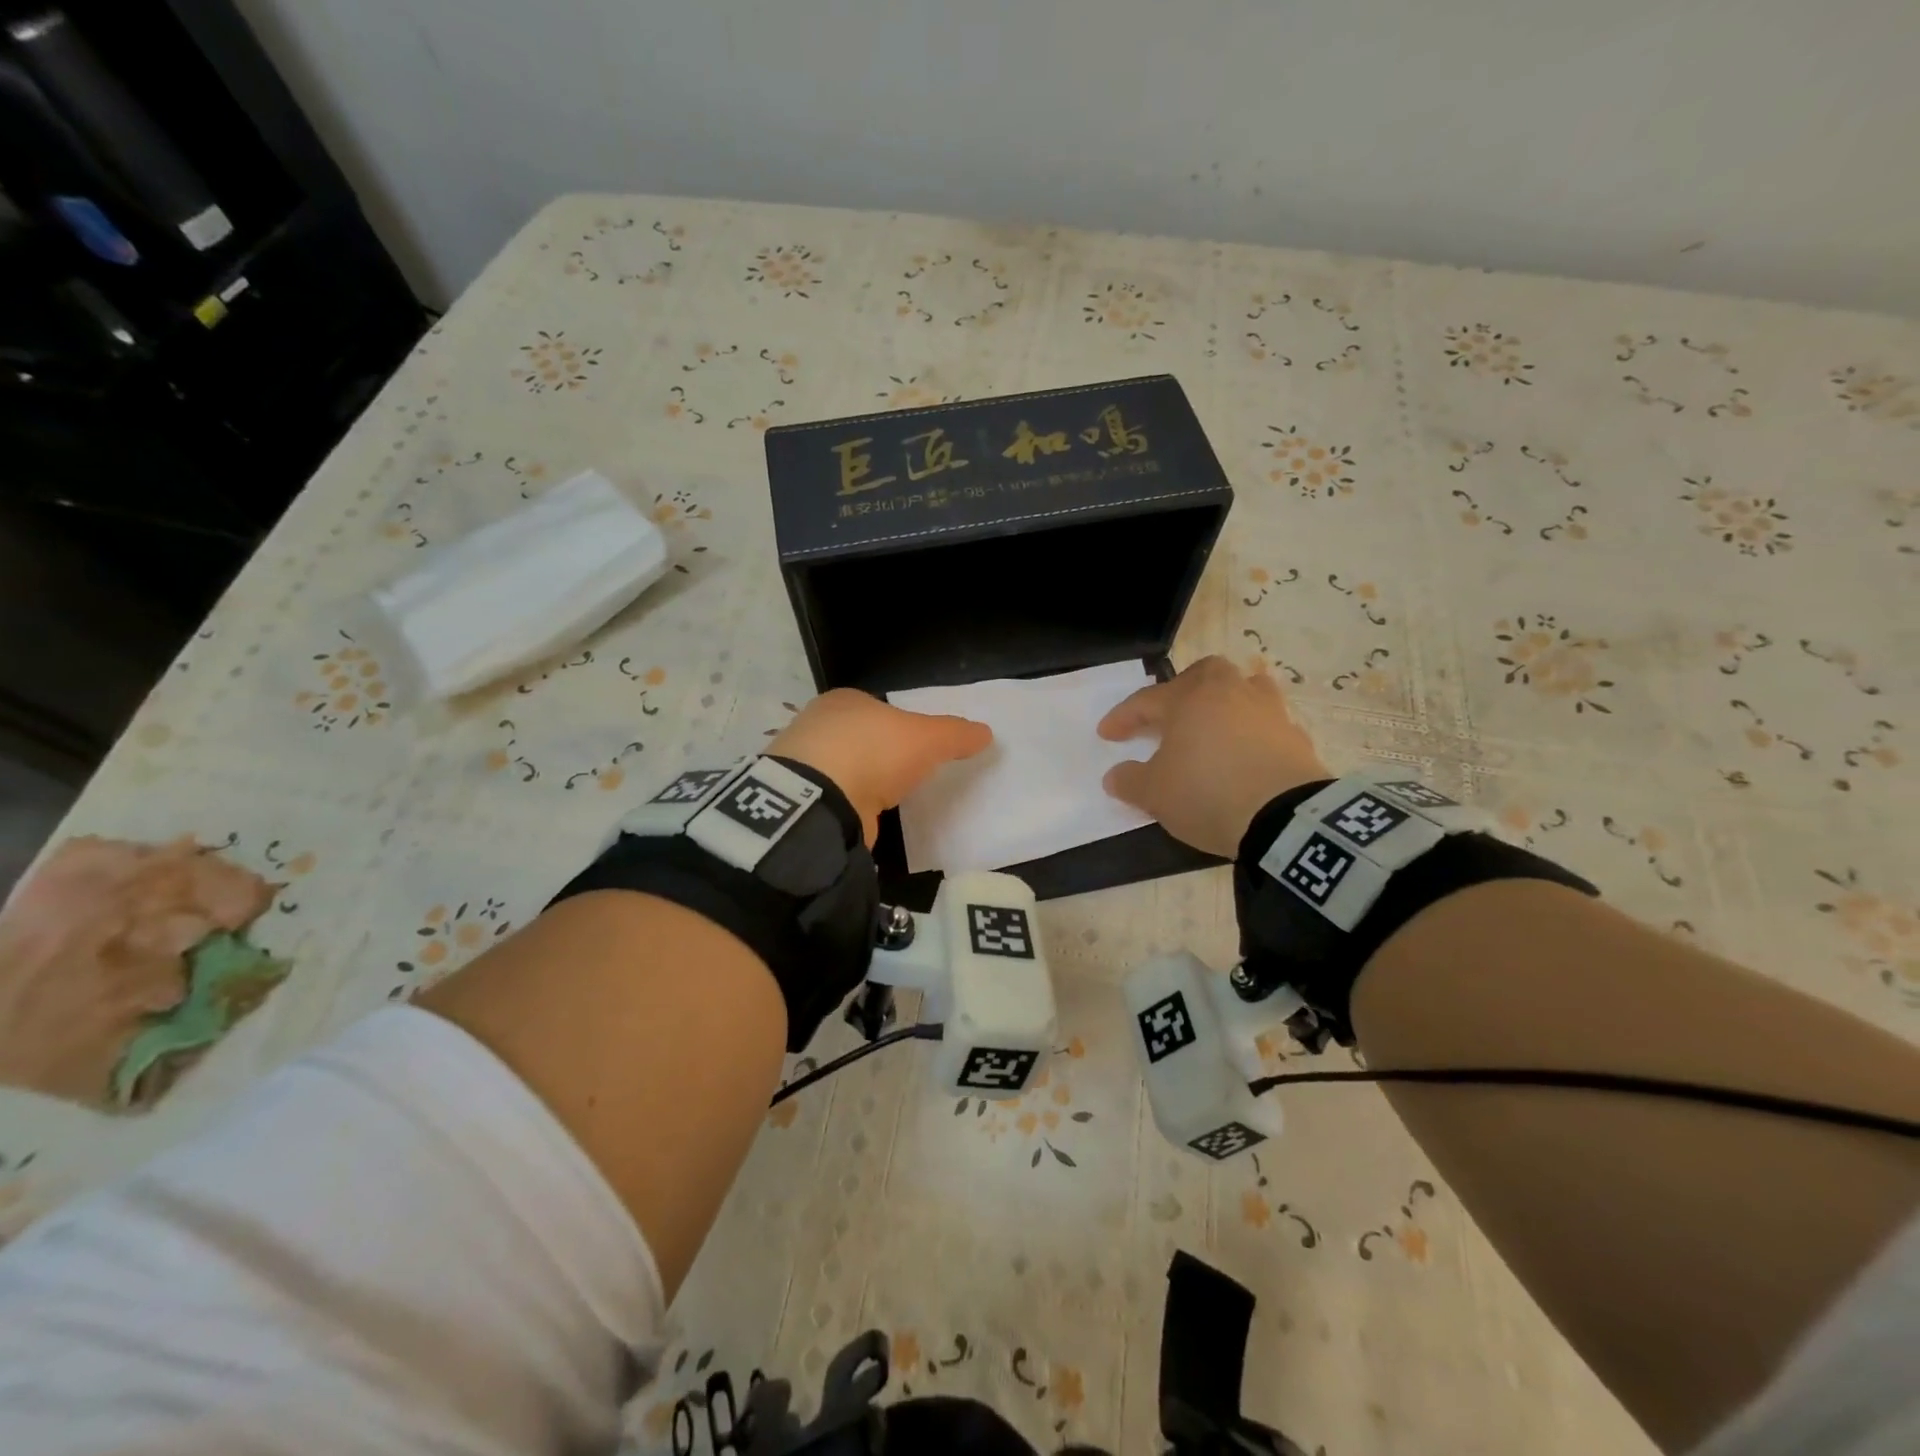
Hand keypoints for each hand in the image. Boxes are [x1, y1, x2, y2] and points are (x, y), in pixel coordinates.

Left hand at [769, 689, 992, 844]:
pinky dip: (849, 805)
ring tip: (889, 800)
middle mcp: (819, 724)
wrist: (819, 800)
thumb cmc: (874, 751)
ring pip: (843, 768)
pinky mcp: (800, 799)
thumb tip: (986, 732)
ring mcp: (804, 763)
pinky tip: (864, 817)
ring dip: (862, 782)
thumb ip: (956, 734)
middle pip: (859, 736)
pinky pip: (834, 797)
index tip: (919, 746)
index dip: (900, 724)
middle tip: (908, 774)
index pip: (878, 708)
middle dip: (880, 753)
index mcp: (846, 700)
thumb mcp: (927, 738)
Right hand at [1098, 656, 1327, 857]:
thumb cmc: (1207, 793)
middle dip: (1183, 689)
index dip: (1123, 717)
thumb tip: (1115, 776)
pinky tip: (1245, 755)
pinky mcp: (1297, 738)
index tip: (1107, 734)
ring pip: (1245, 689)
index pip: (1147, 700)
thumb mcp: (1154, 794)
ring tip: (1213, 725)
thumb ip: (1129, 781)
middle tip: (1169, 714)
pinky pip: (1267, 725)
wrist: (1286, 819)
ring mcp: (1269, 712)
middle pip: (1205, 673)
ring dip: (1225, 703)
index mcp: (1191, 699)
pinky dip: (1252, 733)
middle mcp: (1231, 693)